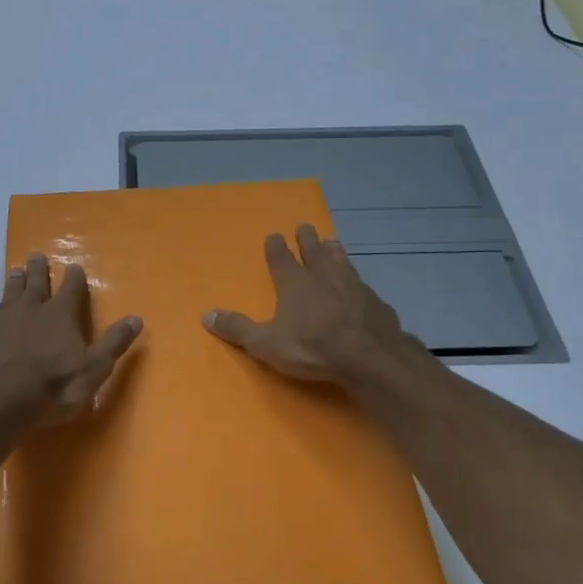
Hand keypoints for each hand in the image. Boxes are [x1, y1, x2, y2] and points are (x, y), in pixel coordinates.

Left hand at [0, 254, 142, 425]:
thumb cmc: (53, 386)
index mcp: (60, 315)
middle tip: (37, 255)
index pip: (71, 289)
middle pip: (36, 283)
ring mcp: (1, 321)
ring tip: (15, 271)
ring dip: (14, 282)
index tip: (74, 266)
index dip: (74, 278)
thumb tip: (136, 318)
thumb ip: (113, 343)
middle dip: (39, 270)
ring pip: (9, 294)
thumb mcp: (94, 368)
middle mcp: (30, 309)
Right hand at [204, 224, 420, 385]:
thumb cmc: (312, 348)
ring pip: (342, 262)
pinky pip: (364, 287)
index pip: (281, 259)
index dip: (276, 247)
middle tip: (305, 226)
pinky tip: (362, 287)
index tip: (274, 235)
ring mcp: (353, 286)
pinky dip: (358, 283)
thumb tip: (206, 315)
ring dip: (335, 251)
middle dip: (307, 239)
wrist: (368, 357)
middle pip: (313, 252)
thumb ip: (237, 328)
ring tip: (333, 241)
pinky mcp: (376, 302)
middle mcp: (323, 277)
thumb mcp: (266, 343)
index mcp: (294, 283)